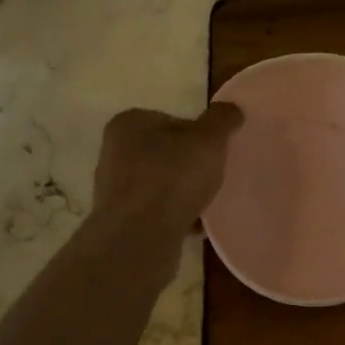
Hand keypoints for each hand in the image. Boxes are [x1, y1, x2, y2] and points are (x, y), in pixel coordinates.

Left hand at [92, 104, 243, 243]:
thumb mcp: (208, 140)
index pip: (173, 121)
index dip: (199, 136)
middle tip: (213, 179)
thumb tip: (231, 107)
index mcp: (129, 123)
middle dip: (190, 166)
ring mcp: (113, 188)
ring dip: (183, 194)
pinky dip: (174, 217)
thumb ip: (222, 119)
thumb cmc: (172, 177)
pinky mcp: (120, 220)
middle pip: (165, 153)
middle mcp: (114, 151)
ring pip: (160, 185)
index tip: (215, 154)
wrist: (139, 237)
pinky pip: (155, 212)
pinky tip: (195, 226)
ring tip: (206, 205)